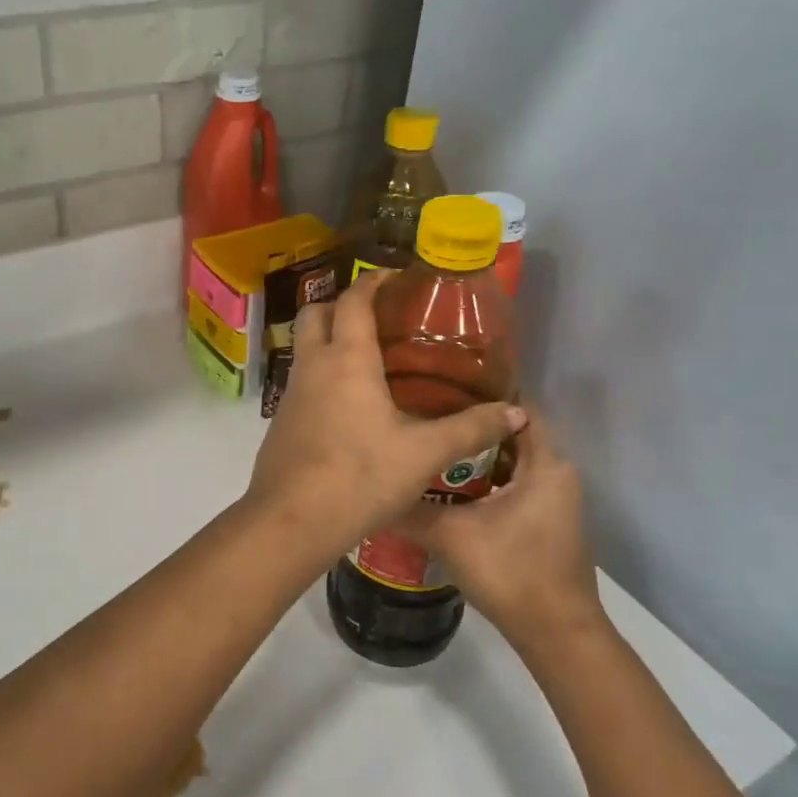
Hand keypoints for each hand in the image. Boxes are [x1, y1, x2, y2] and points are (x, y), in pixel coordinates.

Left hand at [244, 272, 526, 557]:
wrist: (292, 520)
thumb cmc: (360, 477)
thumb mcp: (424, 454)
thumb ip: (470, 429)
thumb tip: (516, 413)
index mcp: (346, 359)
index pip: (354, 300)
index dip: (374, 281)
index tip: (396, 276)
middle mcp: (312, 366)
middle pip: (316, 314)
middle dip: (342, 304)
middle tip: (379, 317)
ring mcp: (290, 394)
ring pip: (305, 349)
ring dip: (330, 341)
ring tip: (370, 360)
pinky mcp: (281, 422)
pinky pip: (302, 382)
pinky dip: (323, 375)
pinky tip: (350, 406)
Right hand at [402, 406, 605, 655]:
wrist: (556, 633)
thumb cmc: (511, 571)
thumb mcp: (451, 536)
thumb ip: (410, 510)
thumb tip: (369, 491)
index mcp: (546, 464)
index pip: (519, 408)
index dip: (484, 391)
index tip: (441, 383)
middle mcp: (556, 474)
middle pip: (512, 433)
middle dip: (471, 422)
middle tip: (425, 411)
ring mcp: (554, 500)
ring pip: (511, 461)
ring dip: (476, 453)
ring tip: (430, 441)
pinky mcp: (545, 521)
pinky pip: (513, 483)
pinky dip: (485, 478)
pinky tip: (447, 484)